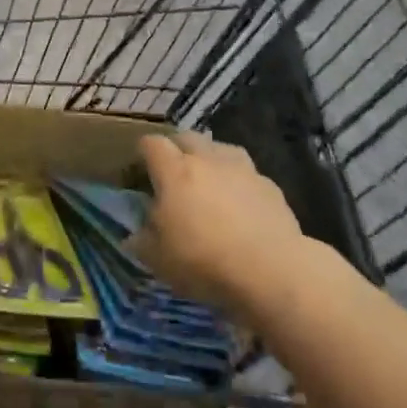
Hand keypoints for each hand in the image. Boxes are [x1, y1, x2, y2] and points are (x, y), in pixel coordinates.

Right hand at [133, 132, 312, 316]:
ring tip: (208, 182)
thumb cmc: (204, 261)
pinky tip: (240, 204)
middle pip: (186, 137)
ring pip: (219, 148)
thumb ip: (141, 240)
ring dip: (210, 159)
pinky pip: (246, 173)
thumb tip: (135, 234)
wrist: (271, 271)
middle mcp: (207, 159)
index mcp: (174, 171)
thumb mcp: (157, 259)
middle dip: (176, 149)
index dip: (143, 152)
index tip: (140, 169)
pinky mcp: (270, 185)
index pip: (152, 143)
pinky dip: (238, 182)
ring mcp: (242, 169)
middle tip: (173, 174)